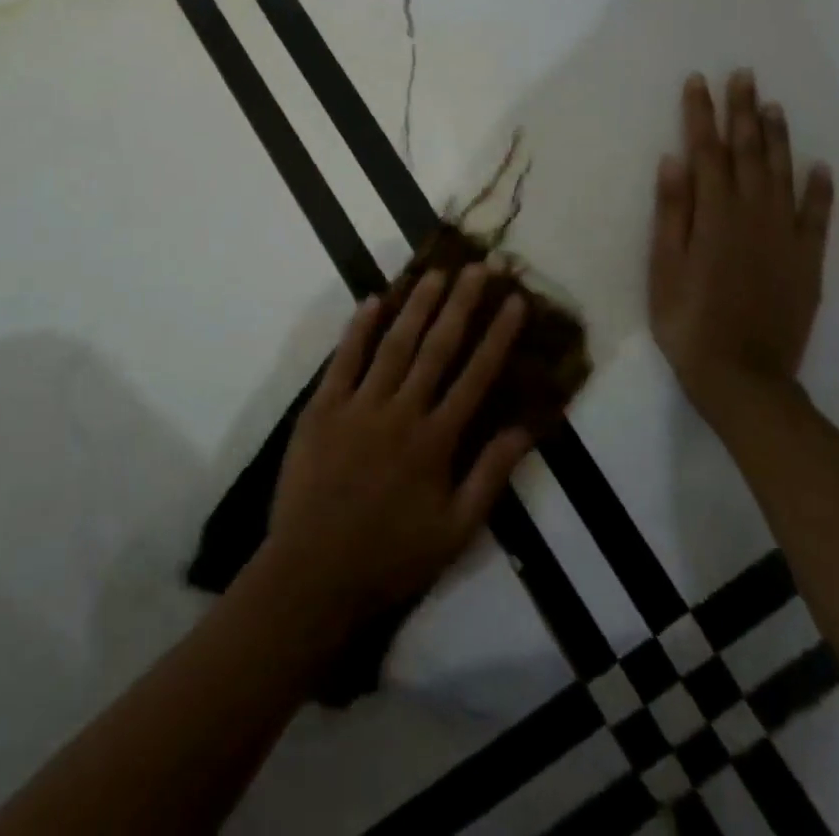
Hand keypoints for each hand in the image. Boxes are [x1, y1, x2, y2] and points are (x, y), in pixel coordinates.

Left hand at [262, 268, 534, 625]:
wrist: (314, 571)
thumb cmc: (391, 557)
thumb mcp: (456, 531)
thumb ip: (490, 475)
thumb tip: (525, 427)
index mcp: (436, 441)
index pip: (475, 376)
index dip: (497, 335)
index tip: (515, 301)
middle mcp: (401, 412)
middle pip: (437, 347)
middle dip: (461, 304)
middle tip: (480, 267)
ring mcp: (358, 405)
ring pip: (393, 344)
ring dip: (417, 305)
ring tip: (437, 273)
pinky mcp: (322, 407)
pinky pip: (343, 360)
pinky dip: (358, 329)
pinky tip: (373, 300)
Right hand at [648, 70, 833, 417]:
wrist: (742, 376)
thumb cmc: (687, 321)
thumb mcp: (663, 267)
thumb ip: (671, 213)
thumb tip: (674, 161)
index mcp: (713, 216)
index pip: (706, 153)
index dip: (701, 115)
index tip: (699, 82)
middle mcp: (753, 216)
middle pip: (748, 154)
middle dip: (743, 112)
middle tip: (744, 76)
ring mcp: (785, 237)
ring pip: (783, 175)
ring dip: (778, 138)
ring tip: (773, 106)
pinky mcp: (807, 261)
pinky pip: (817, 216)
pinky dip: (820, 190)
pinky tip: (820, 166)